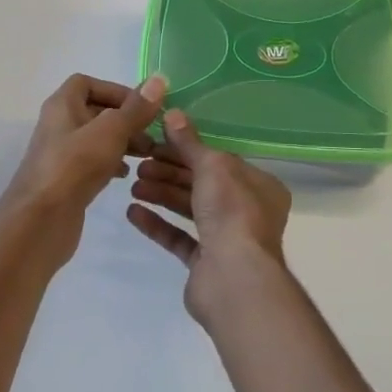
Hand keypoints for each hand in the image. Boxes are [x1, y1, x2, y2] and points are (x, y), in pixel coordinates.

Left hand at [6, 74, 166, 263]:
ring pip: (96, 139)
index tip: (141, 107)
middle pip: (95, 111)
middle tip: (153, 134)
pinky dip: (111, 163)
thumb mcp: (112, 131)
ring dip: (122, 142)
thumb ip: (136, 108)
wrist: (40, 222)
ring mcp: (61, 155)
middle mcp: (58, 125)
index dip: (115, 90)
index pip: (87, 83)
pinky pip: (92, 163)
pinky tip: (127, 175)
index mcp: (62, 105)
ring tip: (147, 155)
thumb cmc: (74, 166)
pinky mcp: (66, 181)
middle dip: (126, 119)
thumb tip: (159, 79)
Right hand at [126, 109, 292, 324]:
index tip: (157, 143)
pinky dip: (158, 224)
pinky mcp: (205, 264)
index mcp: (258, 185)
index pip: (219, 160)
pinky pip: (179, 237)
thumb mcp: (212, 166)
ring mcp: (227, 239)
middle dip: (170, 172)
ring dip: (161, 194)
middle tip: (139, 164)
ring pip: (190, 209)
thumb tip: (173, 113)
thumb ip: (190, 142)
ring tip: (133, 185)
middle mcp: (247, 210)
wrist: (234, 279)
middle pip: (202, 184)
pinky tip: (133, 212)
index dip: (187, 150)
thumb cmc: (232, 211)